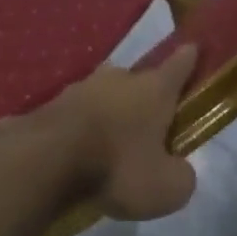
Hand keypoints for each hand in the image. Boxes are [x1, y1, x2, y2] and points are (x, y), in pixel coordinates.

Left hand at [14, 45, 199, 220]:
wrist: (43, 162)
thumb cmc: (117, 168)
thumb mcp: (166, 188)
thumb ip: (180, 176)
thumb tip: (177, 170)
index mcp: (153, 90)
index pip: (179, 65)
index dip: (189, 58)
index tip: (194, 47)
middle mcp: (117, 80)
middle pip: (137, 80)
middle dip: (143, 96)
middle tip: (147, 122)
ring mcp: (78, 89)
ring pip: (101, 95)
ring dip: (107, 112)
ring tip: (108, 142)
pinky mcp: (47, 107)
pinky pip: (73, 116)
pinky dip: (78, 129)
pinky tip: (76, 151)